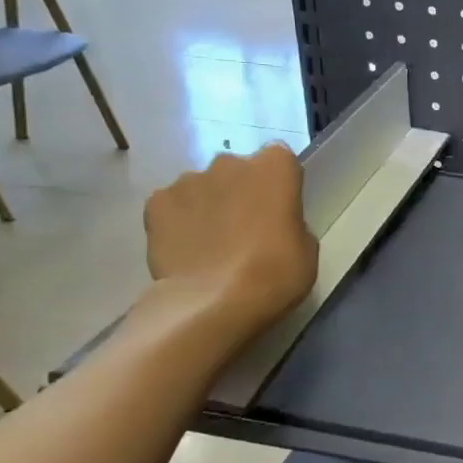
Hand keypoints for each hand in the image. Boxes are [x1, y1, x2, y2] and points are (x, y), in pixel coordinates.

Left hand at [142, 143, 318, 339]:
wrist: (213, 302)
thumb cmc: (276, 272)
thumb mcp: (306, 248)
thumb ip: (290, 222)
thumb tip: (272, 223)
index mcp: (275, 167)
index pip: (280, 160)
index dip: (278, 185)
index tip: (279, 210)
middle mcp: (230, 162)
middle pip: (238, 170)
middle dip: (240, 192)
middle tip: (244, 229)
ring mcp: (188, 180)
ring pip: (202, 187)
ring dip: (208, 205)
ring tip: (210, 243)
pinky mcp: (156, 203)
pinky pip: (172, 206)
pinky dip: (177, 221)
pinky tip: (185, 249)